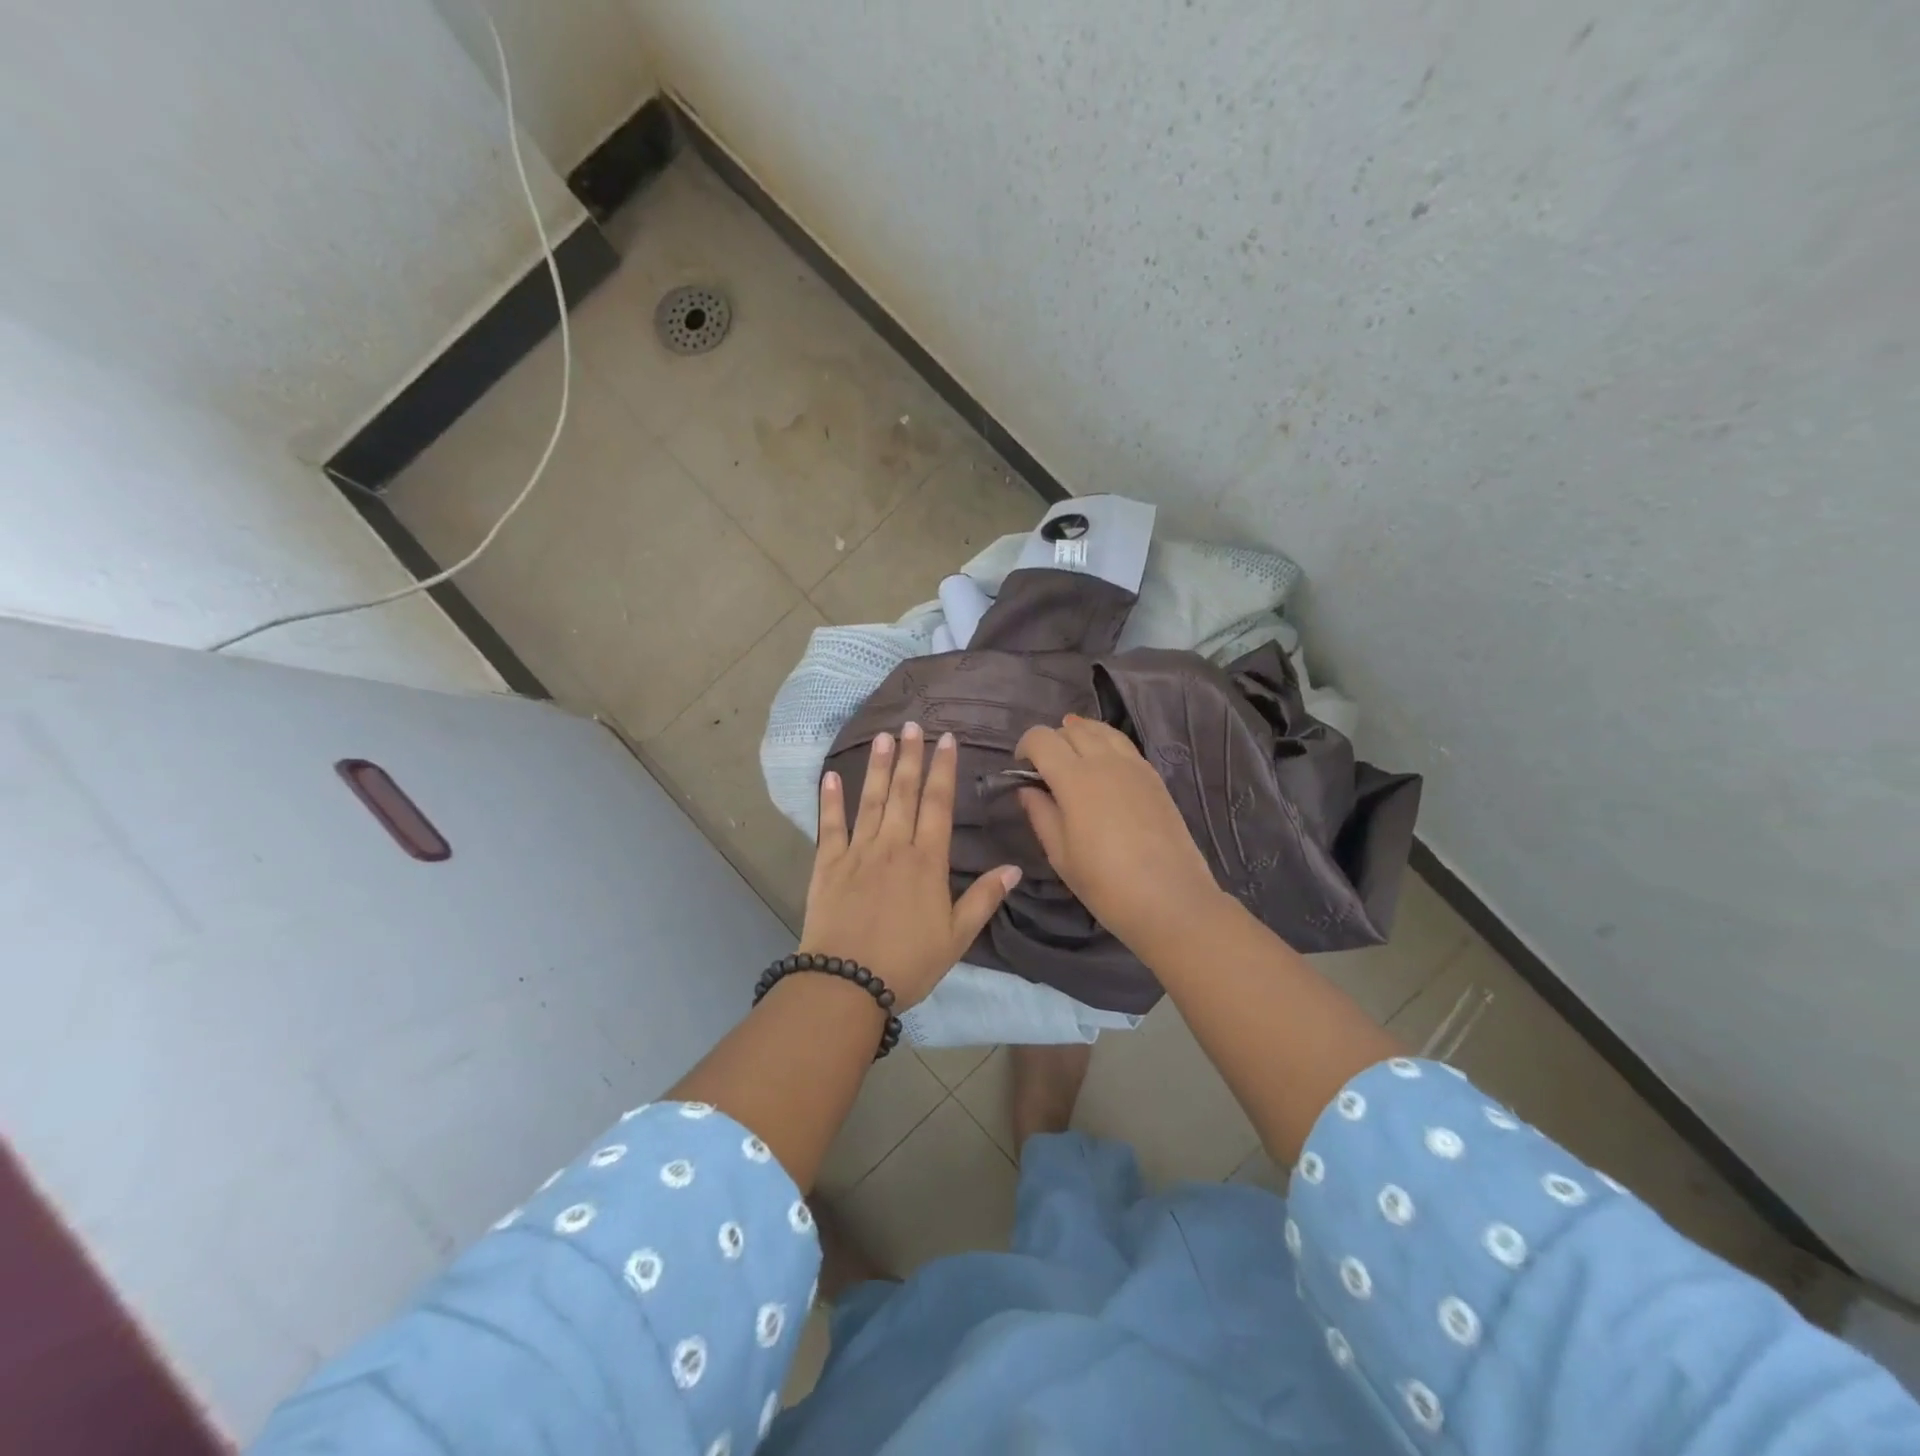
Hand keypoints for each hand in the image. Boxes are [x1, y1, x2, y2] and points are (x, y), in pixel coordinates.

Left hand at [800, 723, 1020, 1008]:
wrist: (847, 983)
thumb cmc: (908, 963)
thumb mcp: (957, 937)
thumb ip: (984, 899)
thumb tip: (1014, 867)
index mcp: (927, 862)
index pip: (938, 804)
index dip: (943, 770)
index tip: (947, 740)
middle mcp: (893, 847)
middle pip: (904, 793)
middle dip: (911, 756)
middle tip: (913, 725)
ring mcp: (858, 853)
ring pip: (870, 801)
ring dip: (878, 767)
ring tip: (883, 737)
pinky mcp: (827, 865)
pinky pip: (830, 826)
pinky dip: (830, 800)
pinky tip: (832, 776)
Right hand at [1014, 715, 1225, 954]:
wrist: (1170, 900)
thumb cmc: (1105, 883)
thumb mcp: (1060, 854)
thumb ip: (1040, 814)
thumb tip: (1027, 789)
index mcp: (1074, 778)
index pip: (1042, 739)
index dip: (1025, 747)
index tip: (1021, 770)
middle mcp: (1104, 761)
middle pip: (1072, 729)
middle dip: (1052, 741)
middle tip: (1045, 769)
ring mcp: (1134, 766)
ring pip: (1101, 730)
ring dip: (1080, 735)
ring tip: (1072, 757)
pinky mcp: (1154, 777)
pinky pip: (1124, 745)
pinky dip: (1106, 744)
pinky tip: (1103, 767)